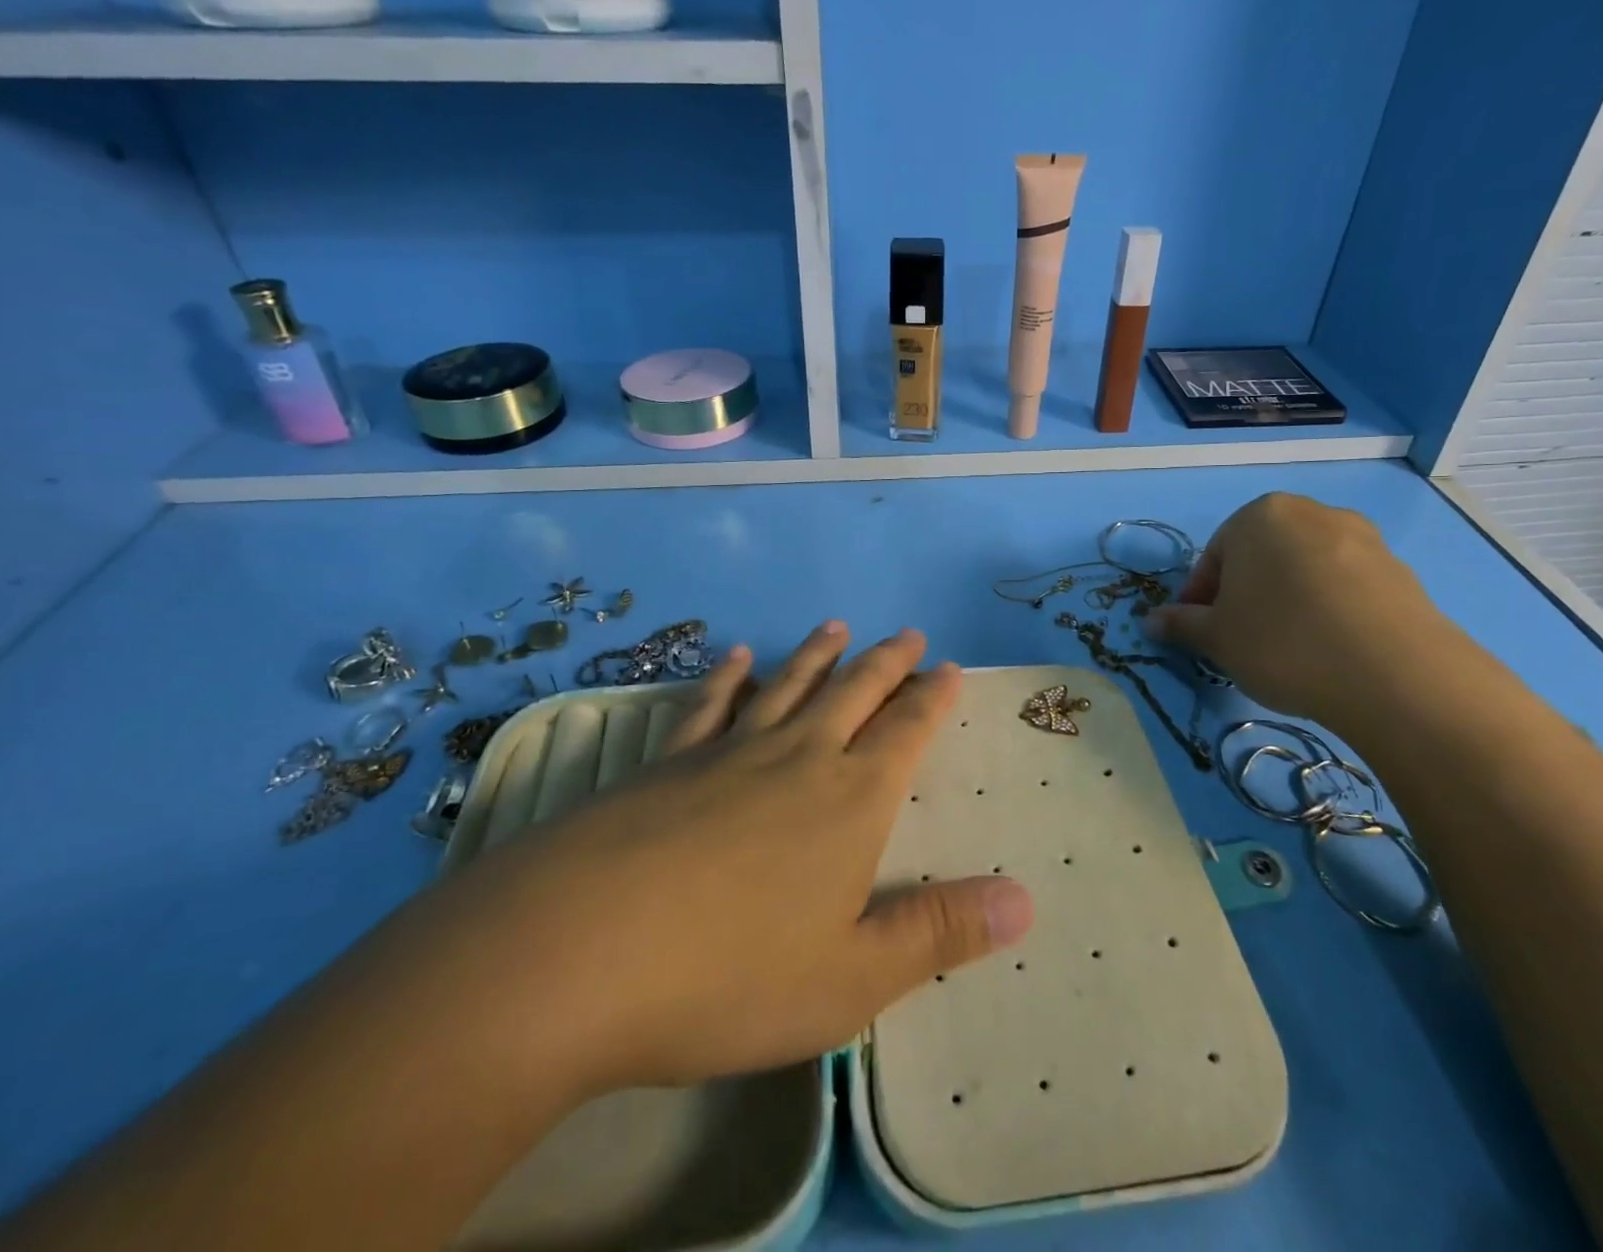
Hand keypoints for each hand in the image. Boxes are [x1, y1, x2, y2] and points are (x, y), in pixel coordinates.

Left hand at [421, 623, 1034, 1096]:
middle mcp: (797, 758)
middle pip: (853, 693)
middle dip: (887, 663)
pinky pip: (709, 705)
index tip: (947, 667)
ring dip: (817, 655)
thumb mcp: (852, 977)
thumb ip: (940, 932)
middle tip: (907, 634)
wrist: (574, 954)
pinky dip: (727, 677)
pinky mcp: (666, 763)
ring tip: (837, 626)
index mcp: (850, 801)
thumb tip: (1028, 902)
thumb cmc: (728, 975)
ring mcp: (727, 753)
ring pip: (787, 686)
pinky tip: (733, 657)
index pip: (905, 732)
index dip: (931, 699)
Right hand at [1145, 493, 1456, 730]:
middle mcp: (1311, 512)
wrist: (1394, 674)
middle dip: (1245, 594)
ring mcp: (1362, 538)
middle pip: (1261, 556)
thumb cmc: (1282, 642)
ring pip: (1304, 569)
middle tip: (1241, 639)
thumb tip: (1150, 621)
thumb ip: (1181, 624)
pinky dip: (1328, 609)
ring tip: (1289, 648)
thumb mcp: (1216, 638)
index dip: (1201, 599)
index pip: (1214, 556)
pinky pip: (1345, 586)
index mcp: (1259, 515)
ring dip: (1287, 600)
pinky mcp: (1400, 569)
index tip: (1201, 634)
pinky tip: (1329, 648)